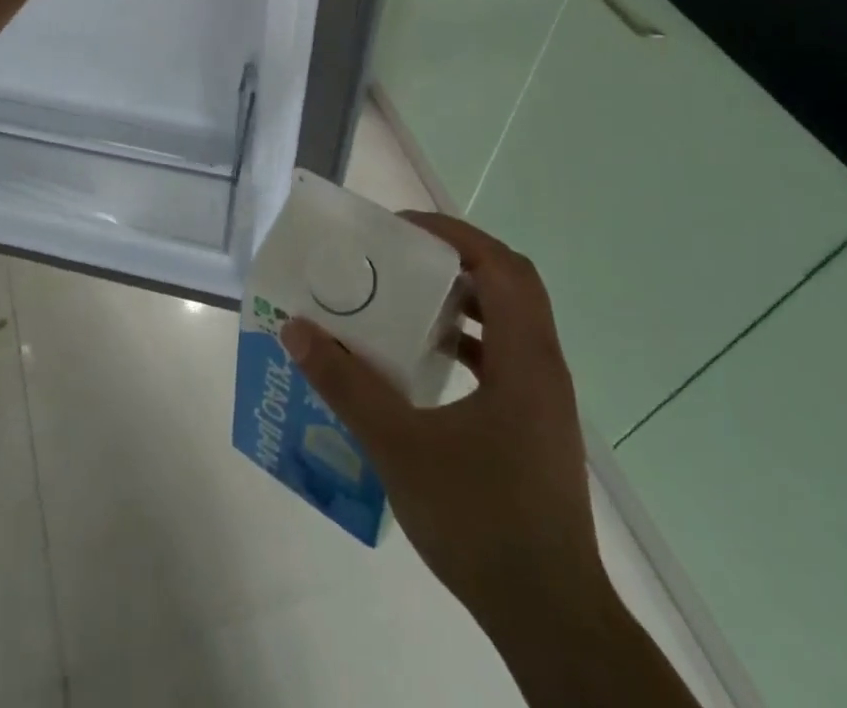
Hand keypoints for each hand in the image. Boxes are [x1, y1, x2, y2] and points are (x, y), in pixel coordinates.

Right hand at [280, 214, 603, 629]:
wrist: (550, 617)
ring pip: (509, 321)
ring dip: (462, 299)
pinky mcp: (535, 427)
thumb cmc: (480, 519)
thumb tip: (296, 329)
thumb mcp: (399, 445)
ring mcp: (543, 400)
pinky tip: (425, 361)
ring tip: (407, 297)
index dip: (455, 234)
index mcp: (524, 358)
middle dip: (456, 258)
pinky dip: (467, 341)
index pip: (502, 266)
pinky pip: (503, 357)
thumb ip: (345, 384)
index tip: (403, 228)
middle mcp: (542, 367)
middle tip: (402, 255)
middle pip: (510, 284)